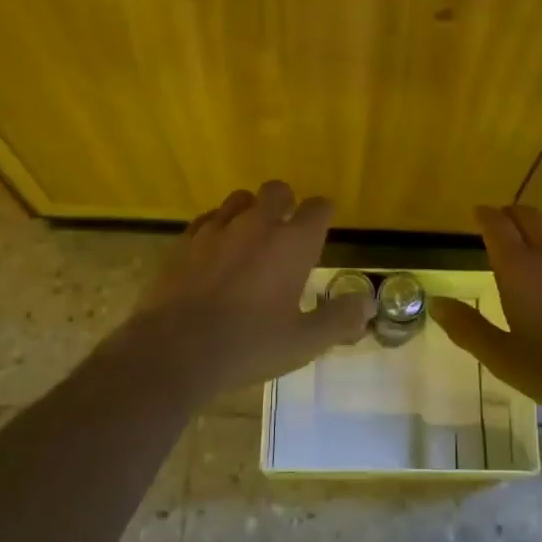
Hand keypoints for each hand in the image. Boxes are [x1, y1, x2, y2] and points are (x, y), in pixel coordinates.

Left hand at [121, 180, 373, 392]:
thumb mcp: (304, 342)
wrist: (175, 351)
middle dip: (286, 203)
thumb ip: (339, 319)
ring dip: (250, 211)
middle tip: (286, 232)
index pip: (318, 208)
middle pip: (277, 190)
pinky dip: (218, 227)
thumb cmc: (248, 345)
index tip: (322, 229)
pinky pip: (207, 219)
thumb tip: (366, 304)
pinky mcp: (185, 241)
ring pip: (239, 199)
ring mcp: (217, 229)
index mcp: (292, 243)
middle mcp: (257, 224)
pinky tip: (215, 251)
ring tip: (250, 239)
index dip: (324, 214)